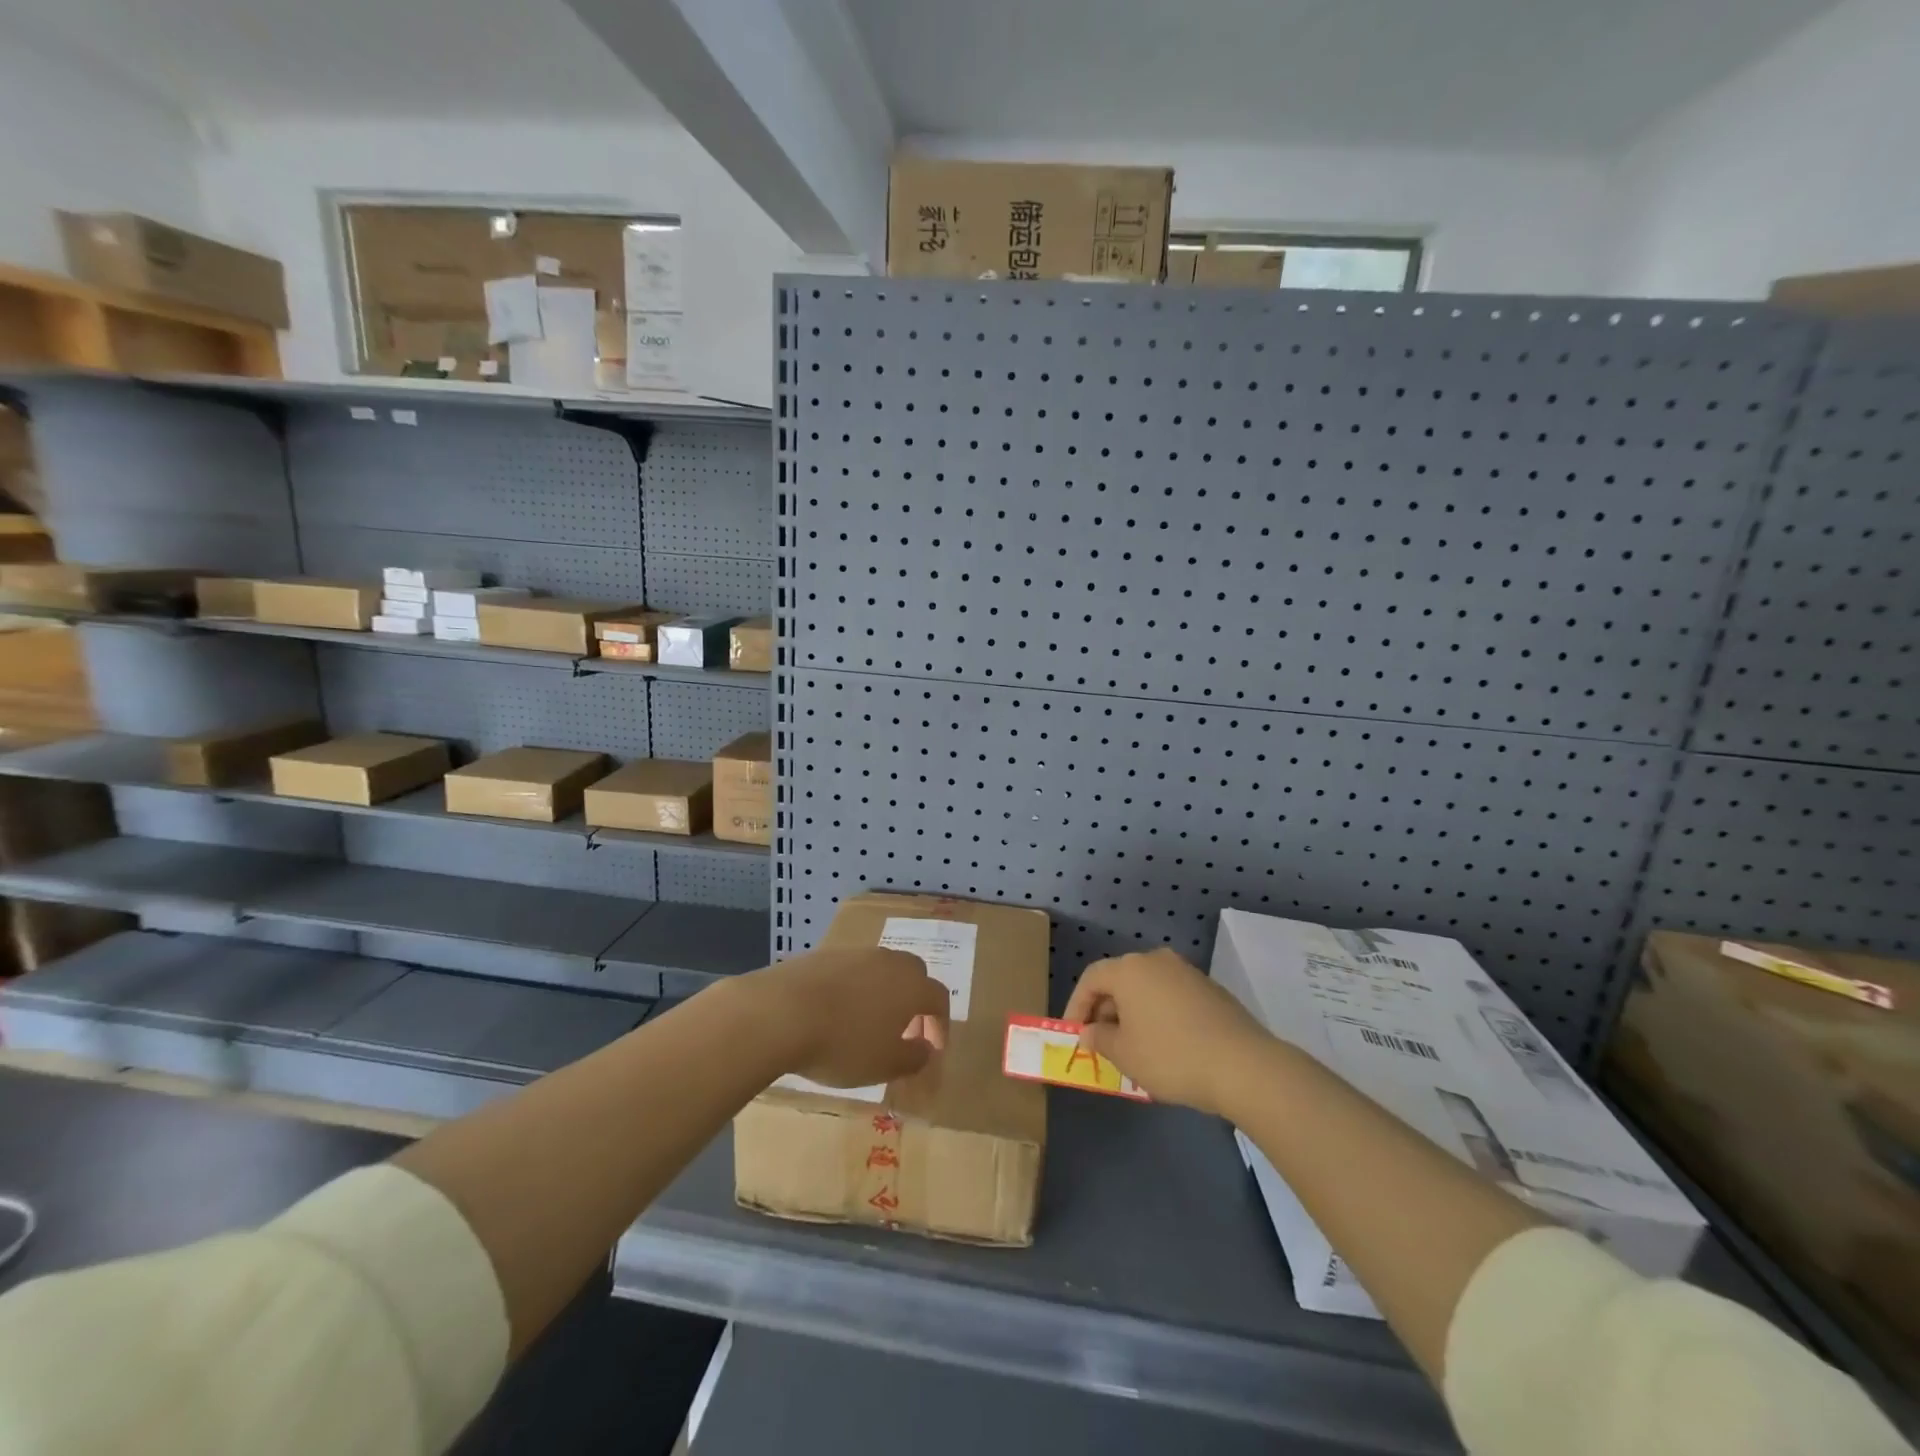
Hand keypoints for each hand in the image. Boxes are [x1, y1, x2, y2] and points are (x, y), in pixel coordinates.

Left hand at [748, 945, 949, 1087]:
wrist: (781, 1011)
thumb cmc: (843, 1043)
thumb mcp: (884, 1064)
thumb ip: (913, 1057)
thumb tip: (925, 1048)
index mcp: (912, 985)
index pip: (939, 998)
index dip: (940, 1024)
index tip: (932, 1048)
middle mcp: (888, 961)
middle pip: (913, 973)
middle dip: (914, 1000)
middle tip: (904, 1030)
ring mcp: (854, 953)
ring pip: (880, 969)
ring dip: (882, 993)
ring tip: (867, 1022)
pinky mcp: (823, 955)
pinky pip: (849, 971)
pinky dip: (852, 989)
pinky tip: (835, 1012)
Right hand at [1063, 948, 1273, 1116]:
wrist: (1243, 1066)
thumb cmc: (1171, 1056)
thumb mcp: (1125, 1054)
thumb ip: (1099, 1038)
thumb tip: (1089, 1031)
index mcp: (1130, 969)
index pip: (1091, 978)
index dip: (1077, 1006)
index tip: (1074, 1034)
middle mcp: (1157, 960)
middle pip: (1120, 979)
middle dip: (1105, 1010)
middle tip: (1102, 1043)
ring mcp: (1187, 972)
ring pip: (1147, 988)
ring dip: (1133, 1013)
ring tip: (1133, 1048)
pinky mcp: (1210, 989)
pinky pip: (1171, 997)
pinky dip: (1159, 1015)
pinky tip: (1166, 1046)